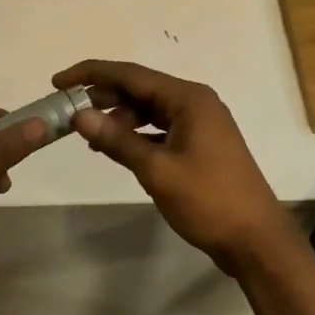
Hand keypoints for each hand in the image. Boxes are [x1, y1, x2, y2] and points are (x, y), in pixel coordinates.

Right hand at [52, 60, 291, 274]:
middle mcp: (195, 102)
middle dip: (103, 96)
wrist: (256, 240)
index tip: (58, 81)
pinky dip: (136, 134)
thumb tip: (79, 116)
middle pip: (140, 88)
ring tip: (88, 134)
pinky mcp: (200, 144)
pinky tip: (115, 148)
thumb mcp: (156, 170)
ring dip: (119, 118)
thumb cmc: (208, 200)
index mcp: (188, 98)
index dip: (91, 74)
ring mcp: (200, 124)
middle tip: (67, 109)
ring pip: (149, 109)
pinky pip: (160, 128)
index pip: (130, 74)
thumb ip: (116, 140)